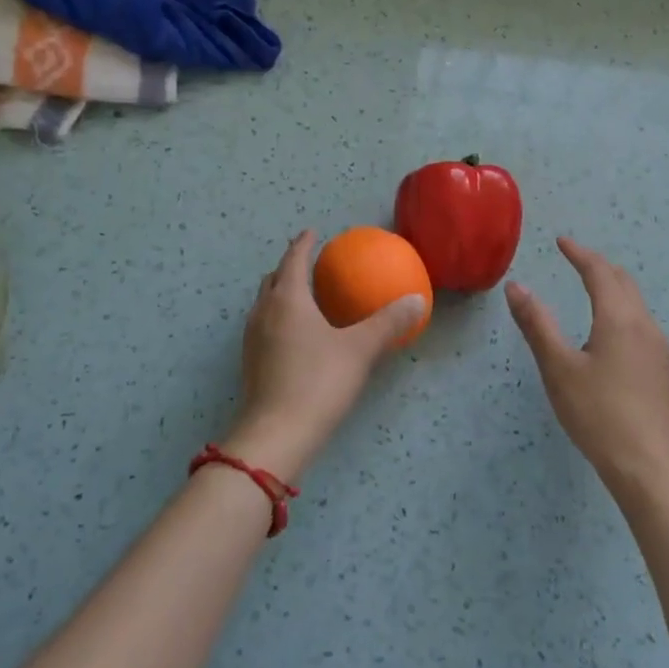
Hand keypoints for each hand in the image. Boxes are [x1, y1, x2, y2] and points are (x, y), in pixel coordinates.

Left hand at [222, 231, 425, 481]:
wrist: (276, 434)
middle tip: (308, 264)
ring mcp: (253, 339)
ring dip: (280, 293)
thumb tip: (417, 301)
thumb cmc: (318, 381)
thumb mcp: (360, 350)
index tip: (312, 232)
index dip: (303, 244)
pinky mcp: (251, 364)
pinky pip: (264, 326)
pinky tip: (297, 336)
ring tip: (303, 297)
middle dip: (288, 267)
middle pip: (272, 279)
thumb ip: (388, 323)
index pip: (293, 260)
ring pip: (264, 303)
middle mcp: (264, 312)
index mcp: (287, 299)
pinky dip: (278, 317)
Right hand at [506, 237, 668, 498]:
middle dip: (599, 266)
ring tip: (591, 288)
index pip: (599, 273)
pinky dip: (622, 309)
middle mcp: (644, 326)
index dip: (579, 254)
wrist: (651, 466)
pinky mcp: (662, 371)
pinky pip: (641, 323)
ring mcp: (659, 349)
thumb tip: (516, 286)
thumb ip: (537, 324)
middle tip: (575, 259)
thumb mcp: (558, 368)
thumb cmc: (599, 414)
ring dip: (613, 287)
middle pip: (624, 282)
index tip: (561, 241)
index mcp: (619, 319)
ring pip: (636, 304)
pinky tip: (611, 331)